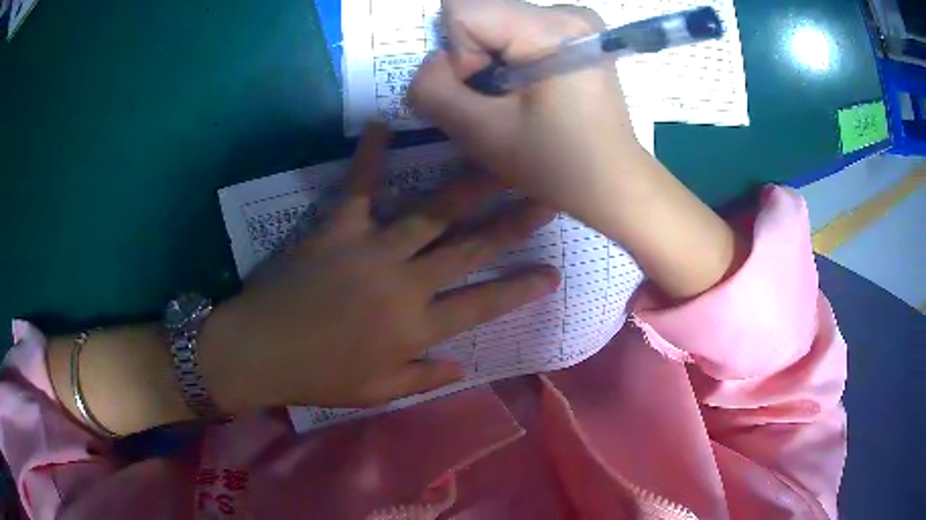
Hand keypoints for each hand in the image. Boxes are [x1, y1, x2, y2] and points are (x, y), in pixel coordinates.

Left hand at [199, 124, 560, 410]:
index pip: (483, 306)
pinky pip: (358, 187)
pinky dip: (369, 156)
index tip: (554, 273)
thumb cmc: (318, 376)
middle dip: (514, 223)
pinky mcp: (336, 228)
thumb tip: (461, 366)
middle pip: (470, 248)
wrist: (258, 352)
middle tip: (547, 196)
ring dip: (469, 185)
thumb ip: (423, 379)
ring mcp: (370, 250)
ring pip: (431, 213)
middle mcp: (405, 284)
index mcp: (416, 328)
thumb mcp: (376, 393)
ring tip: (499, 160)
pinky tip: (384, 125)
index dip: (522, 289)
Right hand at [409, 0, 646, 226]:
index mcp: (553, 28)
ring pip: (494, 23)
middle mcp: (568, 12)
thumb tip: (431, 63)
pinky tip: (529, 89)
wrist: (614, 182)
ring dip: (490, 61)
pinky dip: (508, 60)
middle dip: (474, 59)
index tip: (486, 95)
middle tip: (501, 101)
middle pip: (480, 14)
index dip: (458, 56)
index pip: (463, 10)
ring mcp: (576, 21)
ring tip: (517, 99)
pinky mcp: (576, 34)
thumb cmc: (557, 165)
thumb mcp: (483, 134)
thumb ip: (435, 91)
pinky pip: (515, 31)